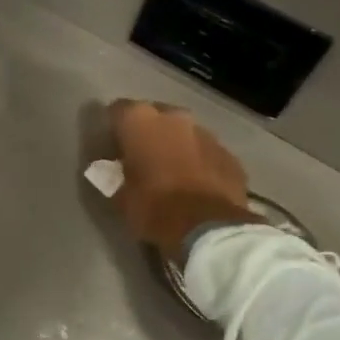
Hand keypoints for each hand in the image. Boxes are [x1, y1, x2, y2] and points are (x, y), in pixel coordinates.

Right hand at [109, 101, 257, 259]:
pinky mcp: (230, 155)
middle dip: (148, 133)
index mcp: (139, 120)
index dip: (113, 128)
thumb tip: (109, 169)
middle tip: (141, 157)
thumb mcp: (120, 196)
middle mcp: (173, 117)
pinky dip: (199, 162)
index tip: (111, 147)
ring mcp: (206, 134)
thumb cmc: (154, 207)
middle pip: (155, 116)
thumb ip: (113, 175)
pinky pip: (207, 153)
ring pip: (184, 133)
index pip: (117, 110)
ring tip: (171, 172)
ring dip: (176, 146)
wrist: (210, 229)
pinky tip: (196, 185)